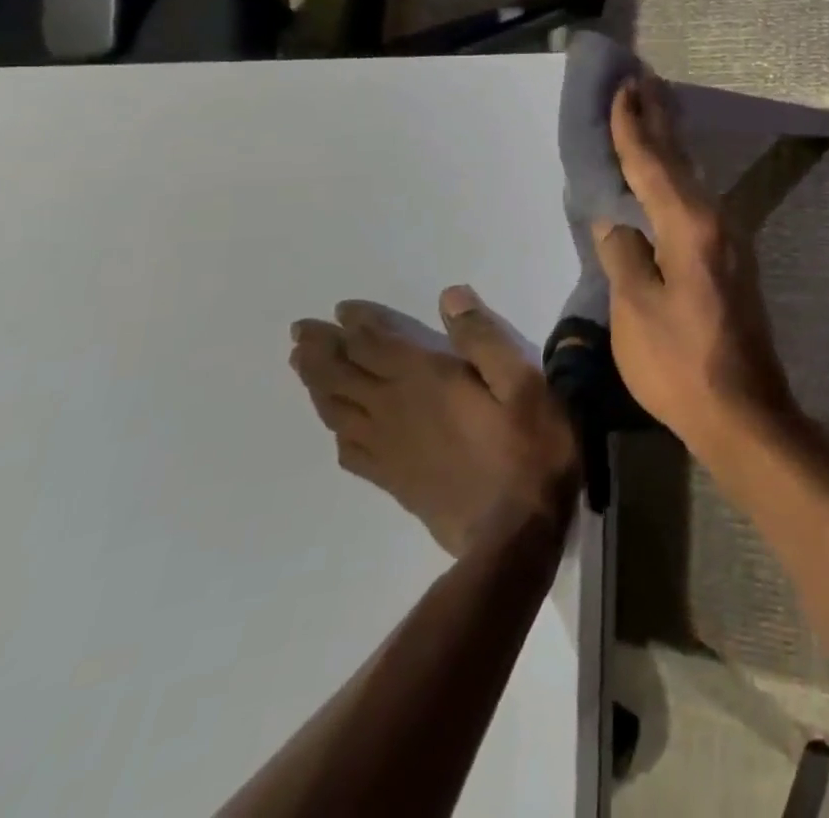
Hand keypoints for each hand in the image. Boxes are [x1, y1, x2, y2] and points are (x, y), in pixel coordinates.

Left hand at [289, 288, 579, 555]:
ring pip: (337, 410)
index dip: (355, 323)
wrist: (515, 533)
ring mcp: (389, 449)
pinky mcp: (393, 480)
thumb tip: (450, 296)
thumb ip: (483, 337)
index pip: (374, 344)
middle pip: (342, 375)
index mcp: (423, 379)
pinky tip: (336, 428)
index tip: (340, 308)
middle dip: (320, 349)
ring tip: (302, 366)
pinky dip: (335, 431)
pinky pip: (349, 451)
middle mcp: (394, 410)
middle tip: (299, 331)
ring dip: (316, 384)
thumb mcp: (523, 381)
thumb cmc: (529, 447)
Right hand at [592, 77, 798, 456]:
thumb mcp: (636, 311)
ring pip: (691, 176)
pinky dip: (677, 175)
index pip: (652, 163)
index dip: (632, 126)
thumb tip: (616, 221)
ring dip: (671, 142)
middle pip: (679, 159)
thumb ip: (624, 257)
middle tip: (641, 79)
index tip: (621, 88)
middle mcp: (715, 219)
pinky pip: (697, 199)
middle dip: (659, 117)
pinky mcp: (731, 257)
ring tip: (652, 109)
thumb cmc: (681, 364)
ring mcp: (729, 238)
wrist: (744, 412)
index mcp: (690, 226)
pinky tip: (668, 172)